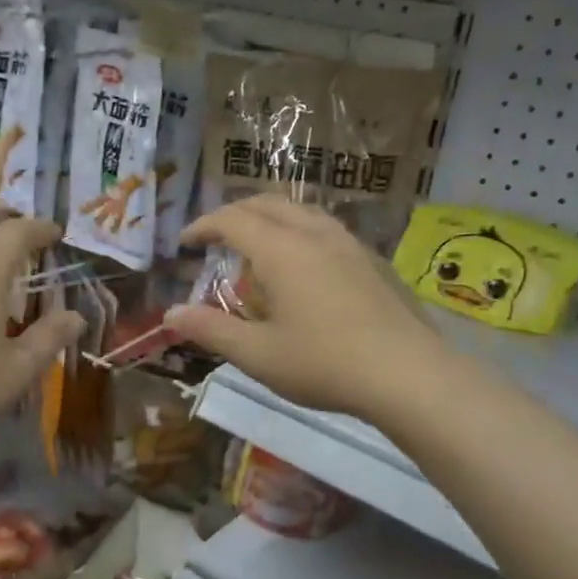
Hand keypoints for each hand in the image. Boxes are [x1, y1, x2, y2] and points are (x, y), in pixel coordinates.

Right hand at [164, 197, 446, 426]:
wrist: (408, 375)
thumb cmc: (324, 364)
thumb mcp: (257, 354)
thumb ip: (211, 329)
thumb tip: (170, 314)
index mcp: (282, 250)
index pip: (233, 220)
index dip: (204, 226)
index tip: (185, 242)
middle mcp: (315, 235)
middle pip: (268, 204)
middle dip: (236, 213)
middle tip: (216, 237)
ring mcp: (349, 244)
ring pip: (302, 211)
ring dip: (271, 218)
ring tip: (257, 246)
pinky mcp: (372, 261)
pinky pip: (325, 229)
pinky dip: (298, 232)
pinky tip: (303, 266)